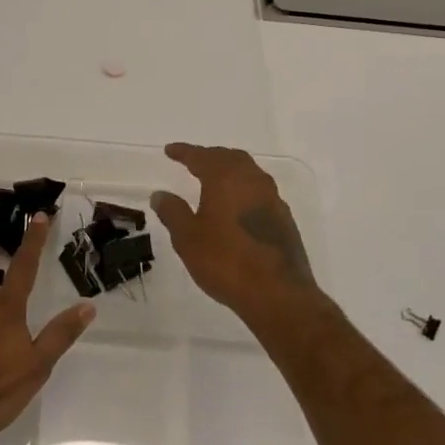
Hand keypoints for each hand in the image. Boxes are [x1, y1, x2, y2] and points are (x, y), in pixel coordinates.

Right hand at [151, 143, 321, 322]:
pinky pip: (259, 192)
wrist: (278, 293)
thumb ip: (173, 212)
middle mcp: (252, 180)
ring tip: (214, 181)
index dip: (184, 152)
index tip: (170, 151)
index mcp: (226, 178)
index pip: (201, 156)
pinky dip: (243, 190)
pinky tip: (236, 206)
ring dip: (229, 171)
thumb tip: (160, 194)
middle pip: (229, 158)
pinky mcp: (284, 219)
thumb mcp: (188, 238)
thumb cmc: (226, 261)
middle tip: (193, 162)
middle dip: (210, 157)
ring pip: (248, 173)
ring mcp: (272, 199)